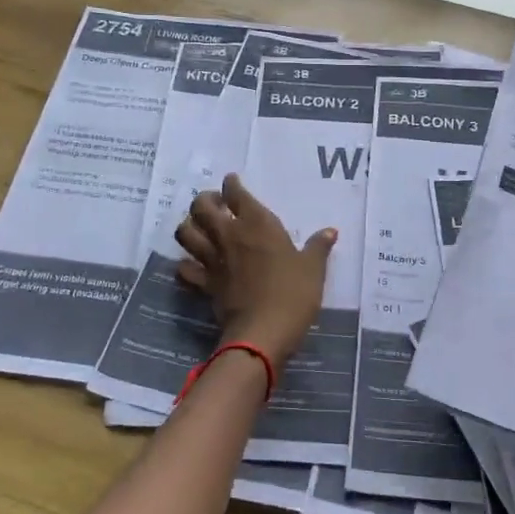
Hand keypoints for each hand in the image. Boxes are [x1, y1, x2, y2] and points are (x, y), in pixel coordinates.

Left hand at [175, 175, 336, 362]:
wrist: (263, 331)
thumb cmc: (293, 293)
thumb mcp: (313, 268)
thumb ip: (318, 247)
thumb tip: (330, 231)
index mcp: (257, 224)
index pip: (236, 193)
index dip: (232, 184)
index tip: (233, 182)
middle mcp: (229, 235)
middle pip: (201, 206)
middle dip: (204, 200)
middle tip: (216, 204)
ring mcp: (212, 260)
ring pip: (185, 233)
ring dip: (189, 226)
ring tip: (200, 228)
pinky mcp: (204, 284)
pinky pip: (184, 269)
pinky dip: (185, 265)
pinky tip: (193, 265)